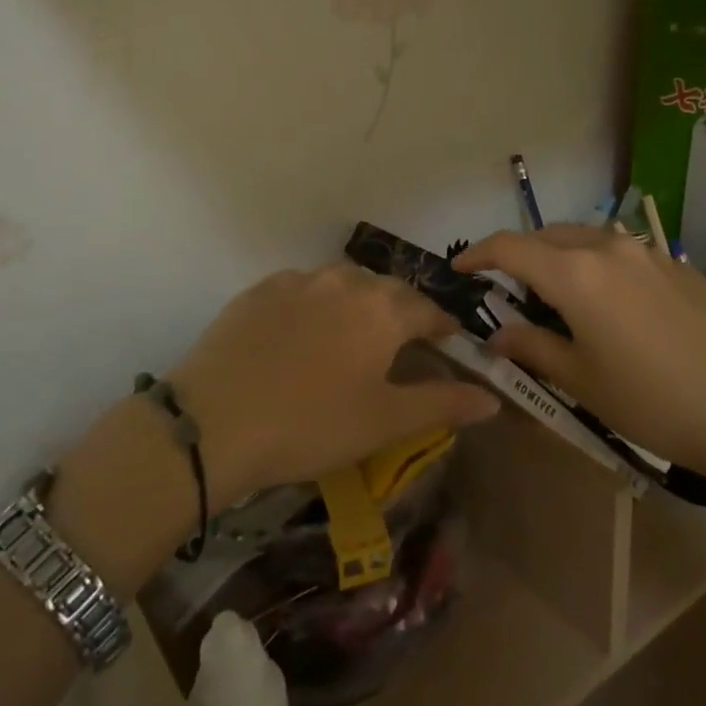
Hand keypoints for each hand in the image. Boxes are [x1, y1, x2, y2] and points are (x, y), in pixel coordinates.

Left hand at [77, 265, 500, 510]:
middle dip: (402, 312)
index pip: (429, 310)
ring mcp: (298, 281)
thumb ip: (442, 404)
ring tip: (354, 335)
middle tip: (402, 343)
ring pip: (344, 283)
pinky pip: (302, 288)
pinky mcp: (259, 290)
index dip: (443, 327)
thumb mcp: (384, 422)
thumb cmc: (311, 424)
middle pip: (387, 290)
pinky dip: (316, 303)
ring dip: (358, 303)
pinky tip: (303, 332)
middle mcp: (346, 281)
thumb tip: (492, 398)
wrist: (213, 423)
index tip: (450, 342)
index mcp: (383, 310)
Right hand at [455, 225, 705, 479]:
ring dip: (562, 257)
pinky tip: (612, 304)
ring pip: (587, 239)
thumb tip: (500, 333)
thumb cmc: (652, 401)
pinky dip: (599, 266)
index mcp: (575, 274)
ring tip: (559, 295)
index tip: (461, 269)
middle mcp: (608, 248)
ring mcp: (648, 252)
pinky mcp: (678, 265)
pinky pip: (623, 253)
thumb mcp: (581, 380)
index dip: (479, 254)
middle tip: (509, 289)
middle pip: (548, 236)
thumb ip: (533, 347)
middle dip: (521, 255)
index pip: (511, 247)